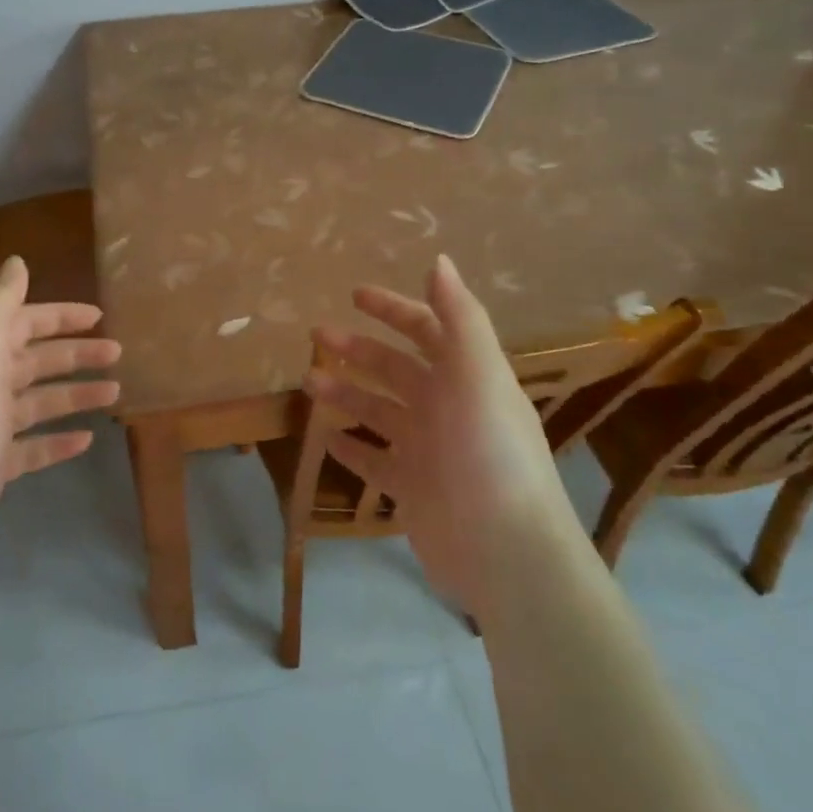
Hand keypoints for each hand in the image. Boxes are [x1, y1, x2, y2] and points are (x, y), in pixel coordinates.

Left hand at [0, 255, 119, 589]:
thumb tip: (16, 261)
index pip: (22, 324)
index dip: (58, 316)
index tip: (99, 315)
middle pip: (35, 361)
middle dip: (75, 353)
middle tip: (117, 352)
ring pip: (39, 403)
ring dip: (74, 394)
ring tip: (115, 393)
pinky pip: (33, 447)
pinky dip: (59, 440)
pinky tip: (87, 440)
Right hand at [307, 254, 574, 613]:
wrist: (504, 551)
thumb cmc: (489, 453)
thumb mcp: (479, 376)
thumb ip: (459, 318)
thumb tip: (438, 260)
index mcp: (466, 377)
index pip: (428, 329)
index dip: (395, 309)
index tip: (355, 295)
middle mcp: (446, 407)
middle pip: (395, 368)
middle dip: (357, 348)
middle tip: (316, 335)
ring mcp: (427, 449)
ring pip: (378, 410)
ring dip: (345, 392)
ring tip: (308, 382)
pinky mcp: (412, 488)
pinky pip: (373, 459)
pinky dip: (350, 446)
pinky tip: (325, 436)